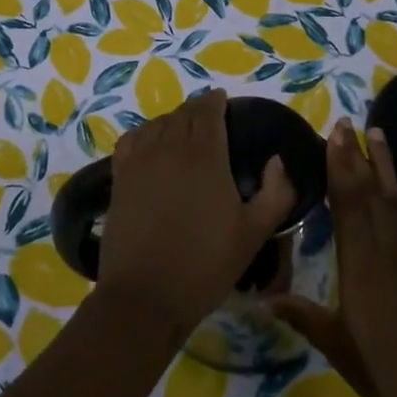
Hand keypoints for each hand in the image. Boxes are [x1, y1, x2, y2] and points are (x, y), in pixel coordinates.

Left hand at [99, 89, 296, 344]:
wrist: (146, 295)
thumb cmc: (205, 264)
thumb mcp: (254, 233)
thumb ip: (276, 193)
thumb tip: (277, 161)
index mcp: (205, 155)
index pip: (208, 111)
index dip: (216, 101)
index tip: (224, 101)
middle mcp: (170, 148)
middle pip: (183, 114)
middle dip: (197, 110)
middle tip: (209, 118)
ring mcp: (140, 161)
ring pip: (157, 124)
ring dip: (172, 120)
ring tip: (183, 130)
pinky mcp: (119, 178)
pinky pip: (131, 140)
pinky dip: (144, 134)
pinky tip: (151, 145)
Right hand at [273, 119, 396, 396]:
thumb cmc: (383, 372)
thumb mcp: (336, 345)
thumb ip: (302, 316)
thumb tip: (263, 299)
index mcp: (358, 264)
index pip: (345, 204)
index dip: (339, 167)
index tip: (333, 136)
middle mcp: (386, 250)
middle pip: (369, 193)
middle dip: (357, 156)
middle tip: (348, 122)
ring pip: (396, 201)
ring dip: (387, 167)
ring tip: (379, 134)